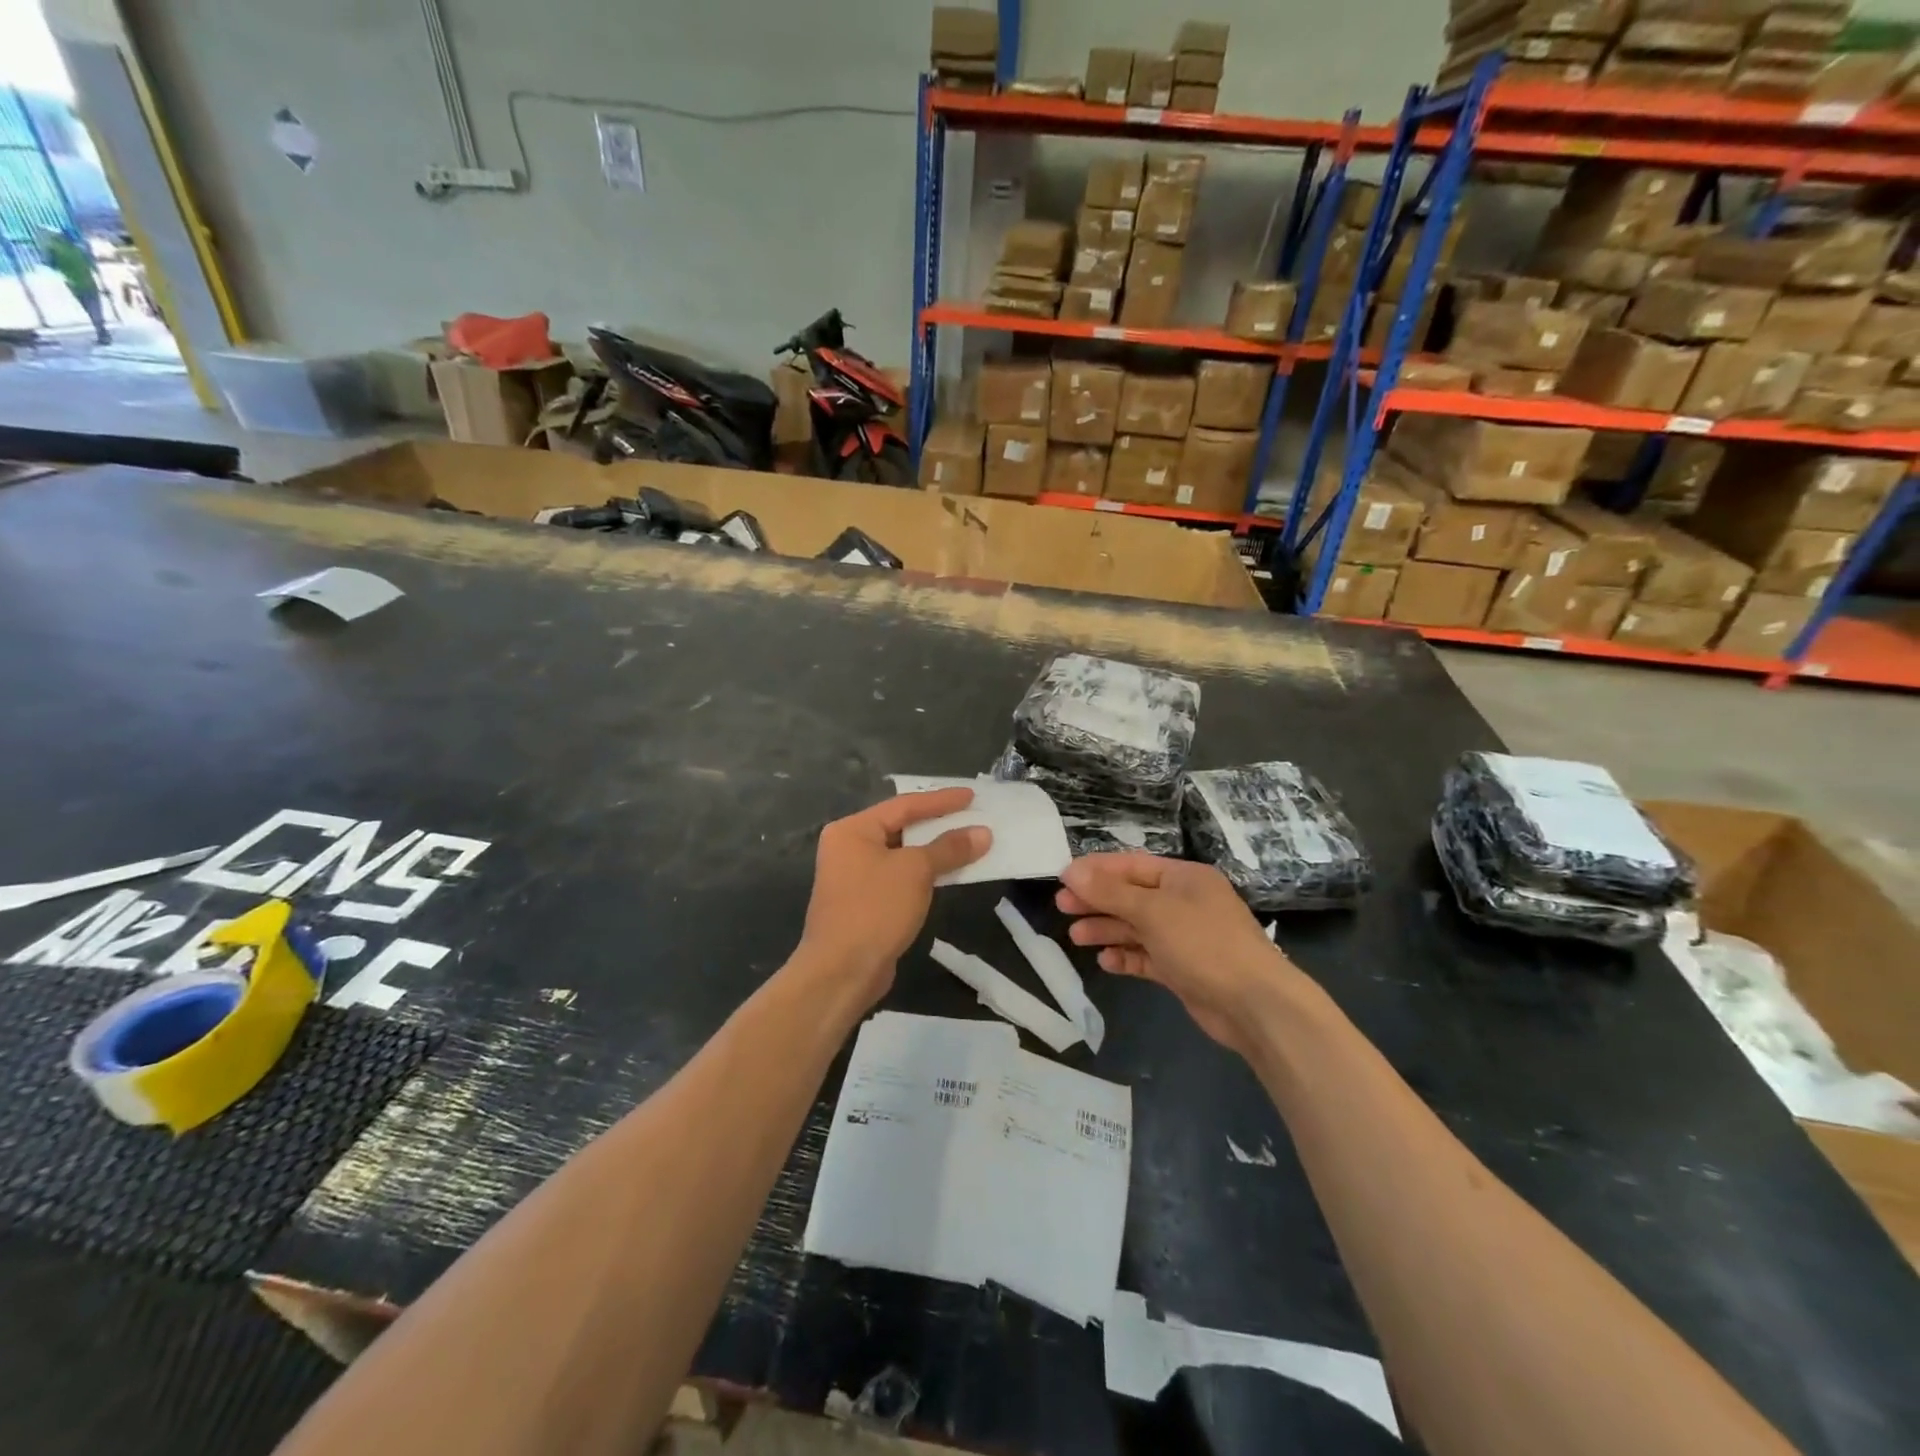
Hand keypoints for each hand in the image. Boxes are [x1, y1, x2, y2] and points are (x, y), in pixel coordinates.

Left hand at [796, 788, 991, 1008]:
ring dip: (934, 850)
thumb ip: (949, 848)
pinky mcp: (864, 903)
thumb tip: (982, 832)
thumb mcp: (916, 871)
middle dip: (938, 824)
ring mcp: (853, 877)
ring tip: (968, 843)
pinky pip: (899, 877)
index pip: (903, 805)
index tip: (971, 796)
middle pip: (900, 827)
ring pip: (901, 854)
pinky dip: (923, 873)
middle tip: (972, 816)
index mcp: (852, 830)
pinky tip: (948, 873)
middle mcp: (848, 847)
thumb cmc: (875, 909)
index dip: (940, 800)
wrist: (842, 971)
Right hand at [1056, 854, 1298, 1057]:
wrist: (1255, 1005)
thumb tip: (1071, 871)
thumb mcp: (1153, 911)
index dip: (1097, 870)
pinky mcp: (1183, 969)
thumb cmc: (1204, 944)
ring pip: (1137, 928)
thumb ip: (1110, 892)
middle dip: (1097, 901)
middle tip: (1062, 907)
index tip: (1063, 878)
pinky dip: (1126, 957)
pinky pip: (1147, 957)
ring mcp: (1184, 938)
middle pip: (1131, 896)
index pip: (1132, 866)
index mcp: (1184, 878)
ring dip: (1107, 930)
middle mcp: (1184, 903)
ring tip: (1076, 937)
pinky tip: (1105, 962)